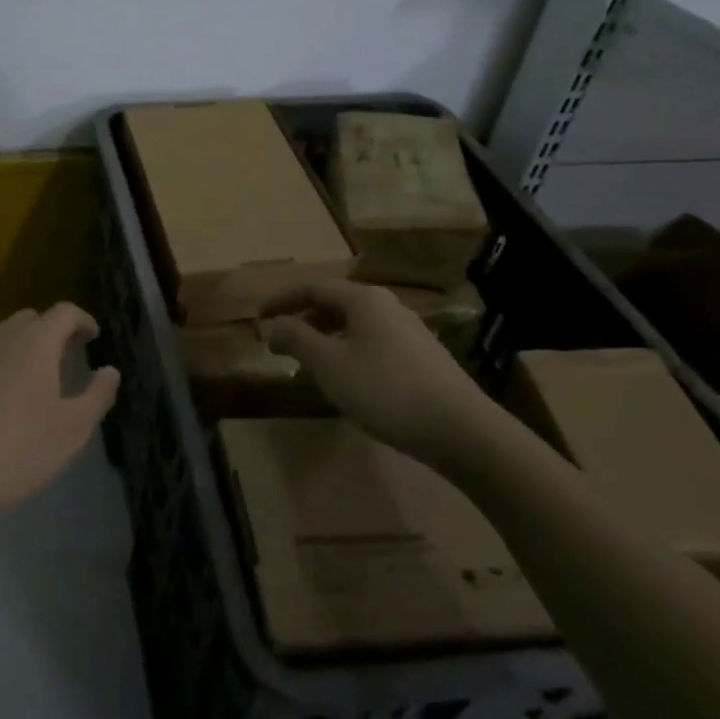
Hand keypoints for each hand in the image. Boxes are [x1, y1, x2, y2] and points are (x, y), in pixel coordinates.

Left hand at [0, 304, 119, 528]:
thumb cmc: (18, 452)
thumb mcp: (72, 430)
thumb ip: (97, 395)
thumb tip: (110, 370)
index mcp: (35, 342)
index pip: (65, 312)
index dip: (82, 320)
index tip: (92, 337)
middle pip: (29, 319)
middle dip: (48, 332)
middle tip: (59, 360)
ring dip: (13, 346)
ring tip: (21, 376)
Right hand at [261, 280, 501, 464]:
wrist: (461, 431)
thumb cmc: (385, 390)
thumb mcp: (329, 364)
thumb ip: (296, 338)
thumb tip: (271, 324)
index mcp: (363, 299)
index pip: (312, 287)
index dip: (281, 300)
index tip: (258, 316)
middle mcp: (387, 305)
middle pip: (335, 303)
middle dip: (303, 319)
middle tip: (278, 341)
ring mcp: (409, 331)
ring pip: (355, 324)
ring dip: (325, 337)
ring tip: (307, 361)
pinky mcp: (423, 357)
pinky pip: (372, 342)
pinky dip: (348, 350)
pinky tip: (345, 378)